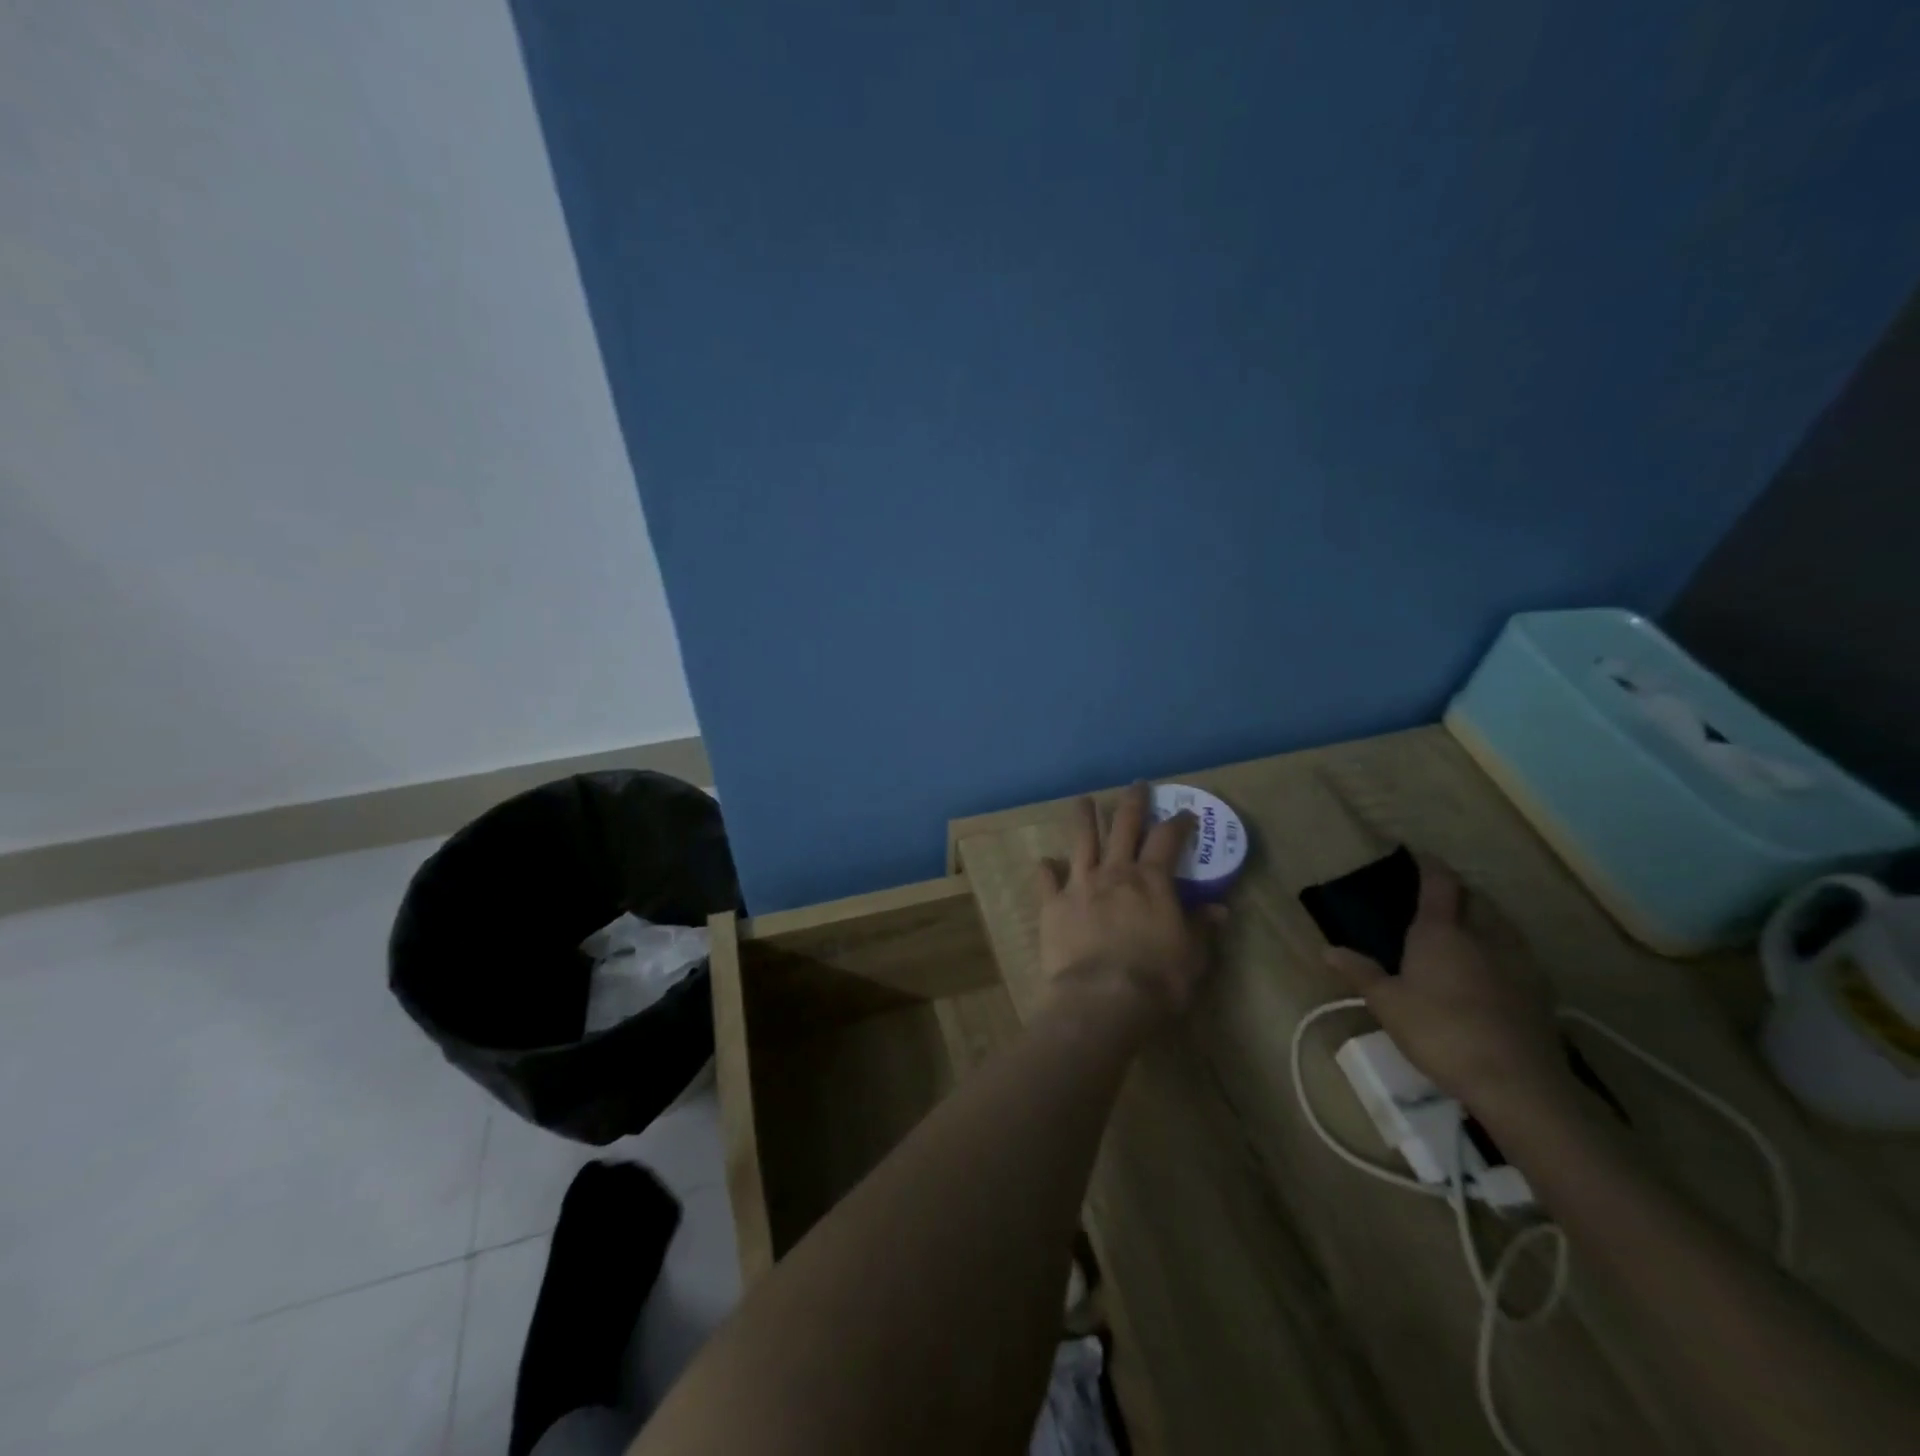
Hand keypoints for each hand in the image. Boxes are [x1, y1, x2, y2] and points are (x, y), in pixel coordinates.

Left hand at [1037, 784, 1222, 1032]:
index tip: (1186, 814)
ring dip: (1083, 817)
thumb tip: (1219, 909)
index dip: (1179, 823)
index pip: (1168, 839)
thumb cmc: (1156, 979)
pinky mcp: (1052, 905)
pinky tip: (1045, 862)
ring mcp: (1080, 885)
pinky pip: (1046, 880)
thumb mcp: (1192, 956)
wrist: (1102, 999)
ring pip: (1081, 840)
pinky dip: (1046, 869)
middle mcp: (1114, 872)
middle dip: (1132, 802)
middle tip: (1136, 785)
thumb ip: (1201, 927)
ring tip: (1083, 800)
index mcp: (1151, 880)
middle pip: (1123, 826)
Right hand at [1324, 858, 1570, 1115]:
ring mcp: (1518, 961)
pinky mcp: (1540, 989)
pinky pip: (1518, 953)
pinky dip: (1502, 948)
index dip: (1429, 865)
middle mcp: (1483, 934)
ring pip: (1501, 923)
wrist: (1517, 1082)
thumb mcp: (1387, 1004)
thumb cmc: (1440, 1032)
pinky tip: (1493, 970)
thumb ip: (1360, 973)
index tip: (1417, 856)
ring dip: (1484, 917)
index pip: (1439, 882)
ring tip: (1466, 928)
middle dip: (1458, 891)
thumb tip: (1327, 950)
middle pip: (1475, 898)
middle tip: (1437, 898)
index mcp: (1441, 931)